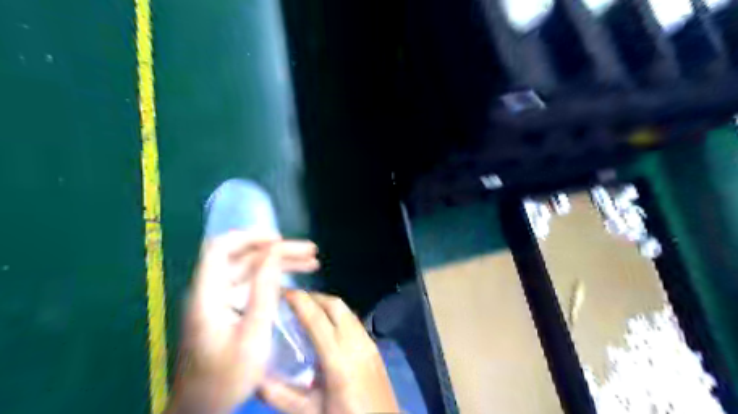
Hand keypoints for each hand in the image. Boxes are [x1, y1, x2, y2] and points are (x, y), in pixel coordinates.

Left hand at [166, 231, 319, 412]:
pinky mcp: (229, 310)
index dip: (249, 237)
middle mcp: (212, 291)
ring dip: (280, 263)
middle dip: (278, 251)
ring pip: (251, 270)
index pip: (221, 249)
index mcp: (208, 294)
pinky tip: (295, 281)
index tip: (280, 239)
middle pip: (244, 258)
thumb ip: (263, 291)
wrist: (202, 408)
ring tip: (312, 263)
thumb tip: (274, 254)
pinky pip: (252, 285)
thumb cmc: (226, 377)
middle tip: (311, 252)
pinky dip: (274, 279)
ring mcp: (220, 300)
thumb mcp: (252, 335)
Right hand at [258, 292, 397, 413]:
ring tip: (306, 310)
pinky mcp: (374, 346)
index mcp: (338, 358)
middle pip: (335, 305)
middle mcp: (356, 342)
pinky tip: (326, 327)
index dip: (299, 301)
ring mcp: (368, 342)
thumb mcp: (309, 412)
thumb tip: (255, 376)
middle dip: (313, 297)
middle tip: (292, 301)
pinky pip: (354, 320)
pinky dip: (338, 315)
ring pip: (346, 310)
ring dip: (326, 304)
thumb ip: (280, 394)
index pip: (316, 318)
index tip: (282, 292)